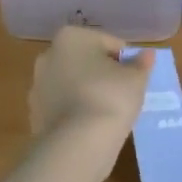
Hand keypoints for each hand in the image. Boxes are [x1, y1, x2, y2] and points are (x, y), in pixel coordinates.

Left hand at [27, 27, 153, 167]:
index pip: (109, 43)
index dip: (126, 61)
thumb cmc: (109, 98)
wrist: (76, 145)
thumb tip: (147, 54)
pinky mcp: (35, 114)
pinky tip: (91, 127)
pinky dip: (76, 113)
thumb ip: (141, 64)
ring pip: (73, 84)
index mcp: (71, 37)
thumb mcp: (136, 79)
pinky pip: (63, 107)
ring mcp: (38, 86)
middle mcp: (49, 55)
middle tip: (123, 94)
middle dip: (103, 74)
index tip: (134, 80)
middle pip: (87, 61)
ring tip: (108, 113)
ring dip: (88, 93)